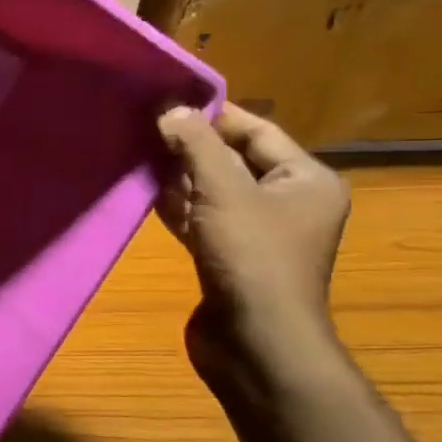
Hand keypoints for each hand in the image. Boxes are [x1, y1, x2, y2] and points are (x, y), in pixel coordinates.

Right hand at [156, 105, 349, 364]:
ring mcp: (255, 232)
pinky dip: (175, 205)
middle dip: (190, 145)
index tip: (168, 101)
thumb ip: (196, 146)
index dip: (214, 115)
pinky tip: (143, 191)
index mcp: (305, 180)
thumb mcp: (223, 192)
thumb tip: (171, 108)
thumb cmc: (251, 257)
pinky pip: (200, 218)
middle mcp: (286, 202)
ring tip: (136, 152)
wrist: (254, 340)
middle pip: (232, 159)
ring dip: (177, 175)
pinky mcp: (226, 256)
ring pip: (211, 190)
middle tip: (144, 126)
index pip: (257, 131)